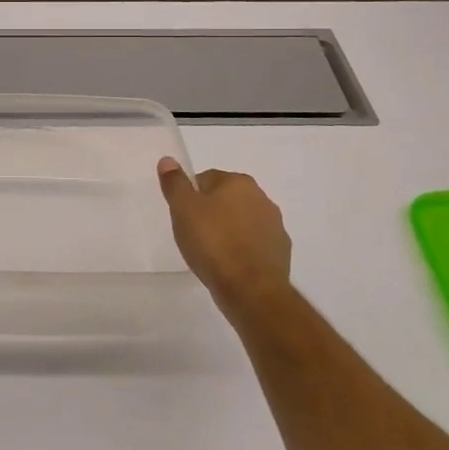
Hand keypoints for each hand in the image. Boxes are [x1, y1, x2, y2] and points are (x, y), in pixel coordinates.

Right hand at [157, 158, 292, 329]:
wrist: (250, 289)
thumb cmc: (213, 243)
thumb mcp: (183, 209)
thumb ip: (175, 183)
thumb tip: (168, 160)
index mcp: (238, 182)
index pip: (206, 179)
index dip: (190, 197)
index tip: (183, 217)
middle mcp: (261, 198)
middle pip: (226, 199)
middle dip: (210, 213)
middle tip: (193, 234)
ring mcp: (275, 225)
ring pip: (241, 221)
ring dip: (228, 231)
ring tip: (210, 253)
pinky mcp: (281, 252)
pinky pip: (254, 243)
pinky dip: (242, 250)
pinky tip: (229, 265)